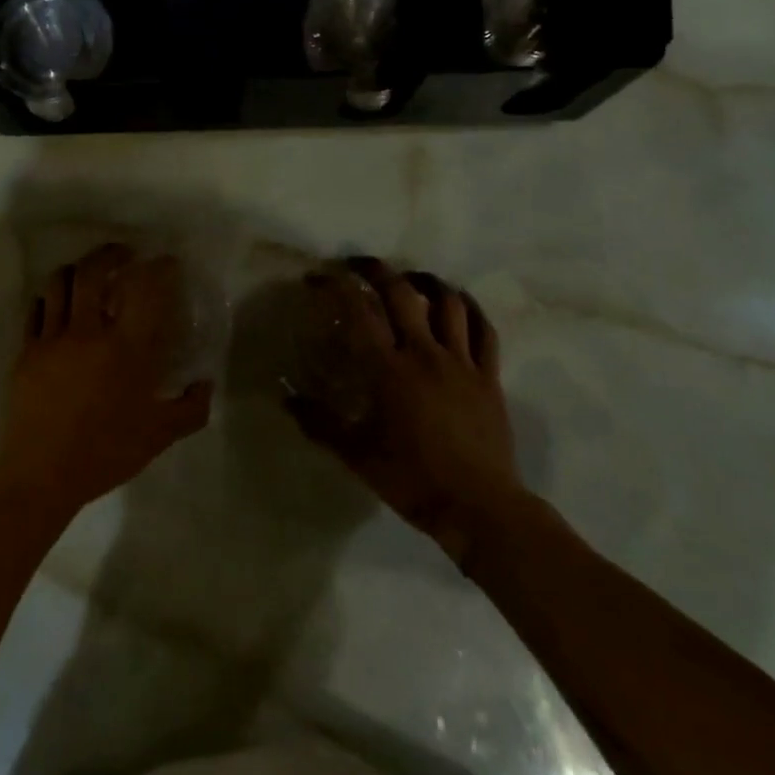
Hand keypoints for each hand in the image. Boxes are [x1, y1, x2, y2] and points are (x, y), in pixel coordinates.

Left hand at [0, 243, 213, 519]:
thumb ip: (190, 409)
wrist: (40, 476)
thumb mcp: (158, 436)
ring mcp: (53, 338)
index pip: (146, 290)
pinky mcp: (27, 351)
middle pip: (94, 271)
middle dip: (110, 253)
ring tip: (89, 273)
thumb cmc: (104, 454)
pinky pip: (36, 309)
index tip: (167, 262)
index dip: (159, 268)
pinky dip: (50, 297)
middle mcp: (89, 332)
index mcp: (126, 348)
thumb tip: (207, 384)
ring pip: (60, 282)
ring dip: (78, 269)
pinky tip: (59, 303)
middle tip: (124, 254)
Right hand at [286, 257, 521, 561]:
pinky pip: (484, 330)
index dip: (335, 285)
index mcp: (389, 369)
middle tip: (359, 265)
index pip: (358, 310)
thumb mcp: (357, 455)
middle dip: (376, 270)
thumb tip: (285, 397)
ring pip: (448, 303)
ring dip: (426, 282)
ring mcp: (461, 362)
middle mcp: (425, 353)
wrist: (479, 509)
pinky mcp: (489, 376)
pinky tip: (459, 304)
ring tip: (411, 279)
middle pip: (401, 292)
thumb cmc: (413, 480)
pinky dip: (470, 310)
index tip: (318, 277)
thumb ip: (320, 423)